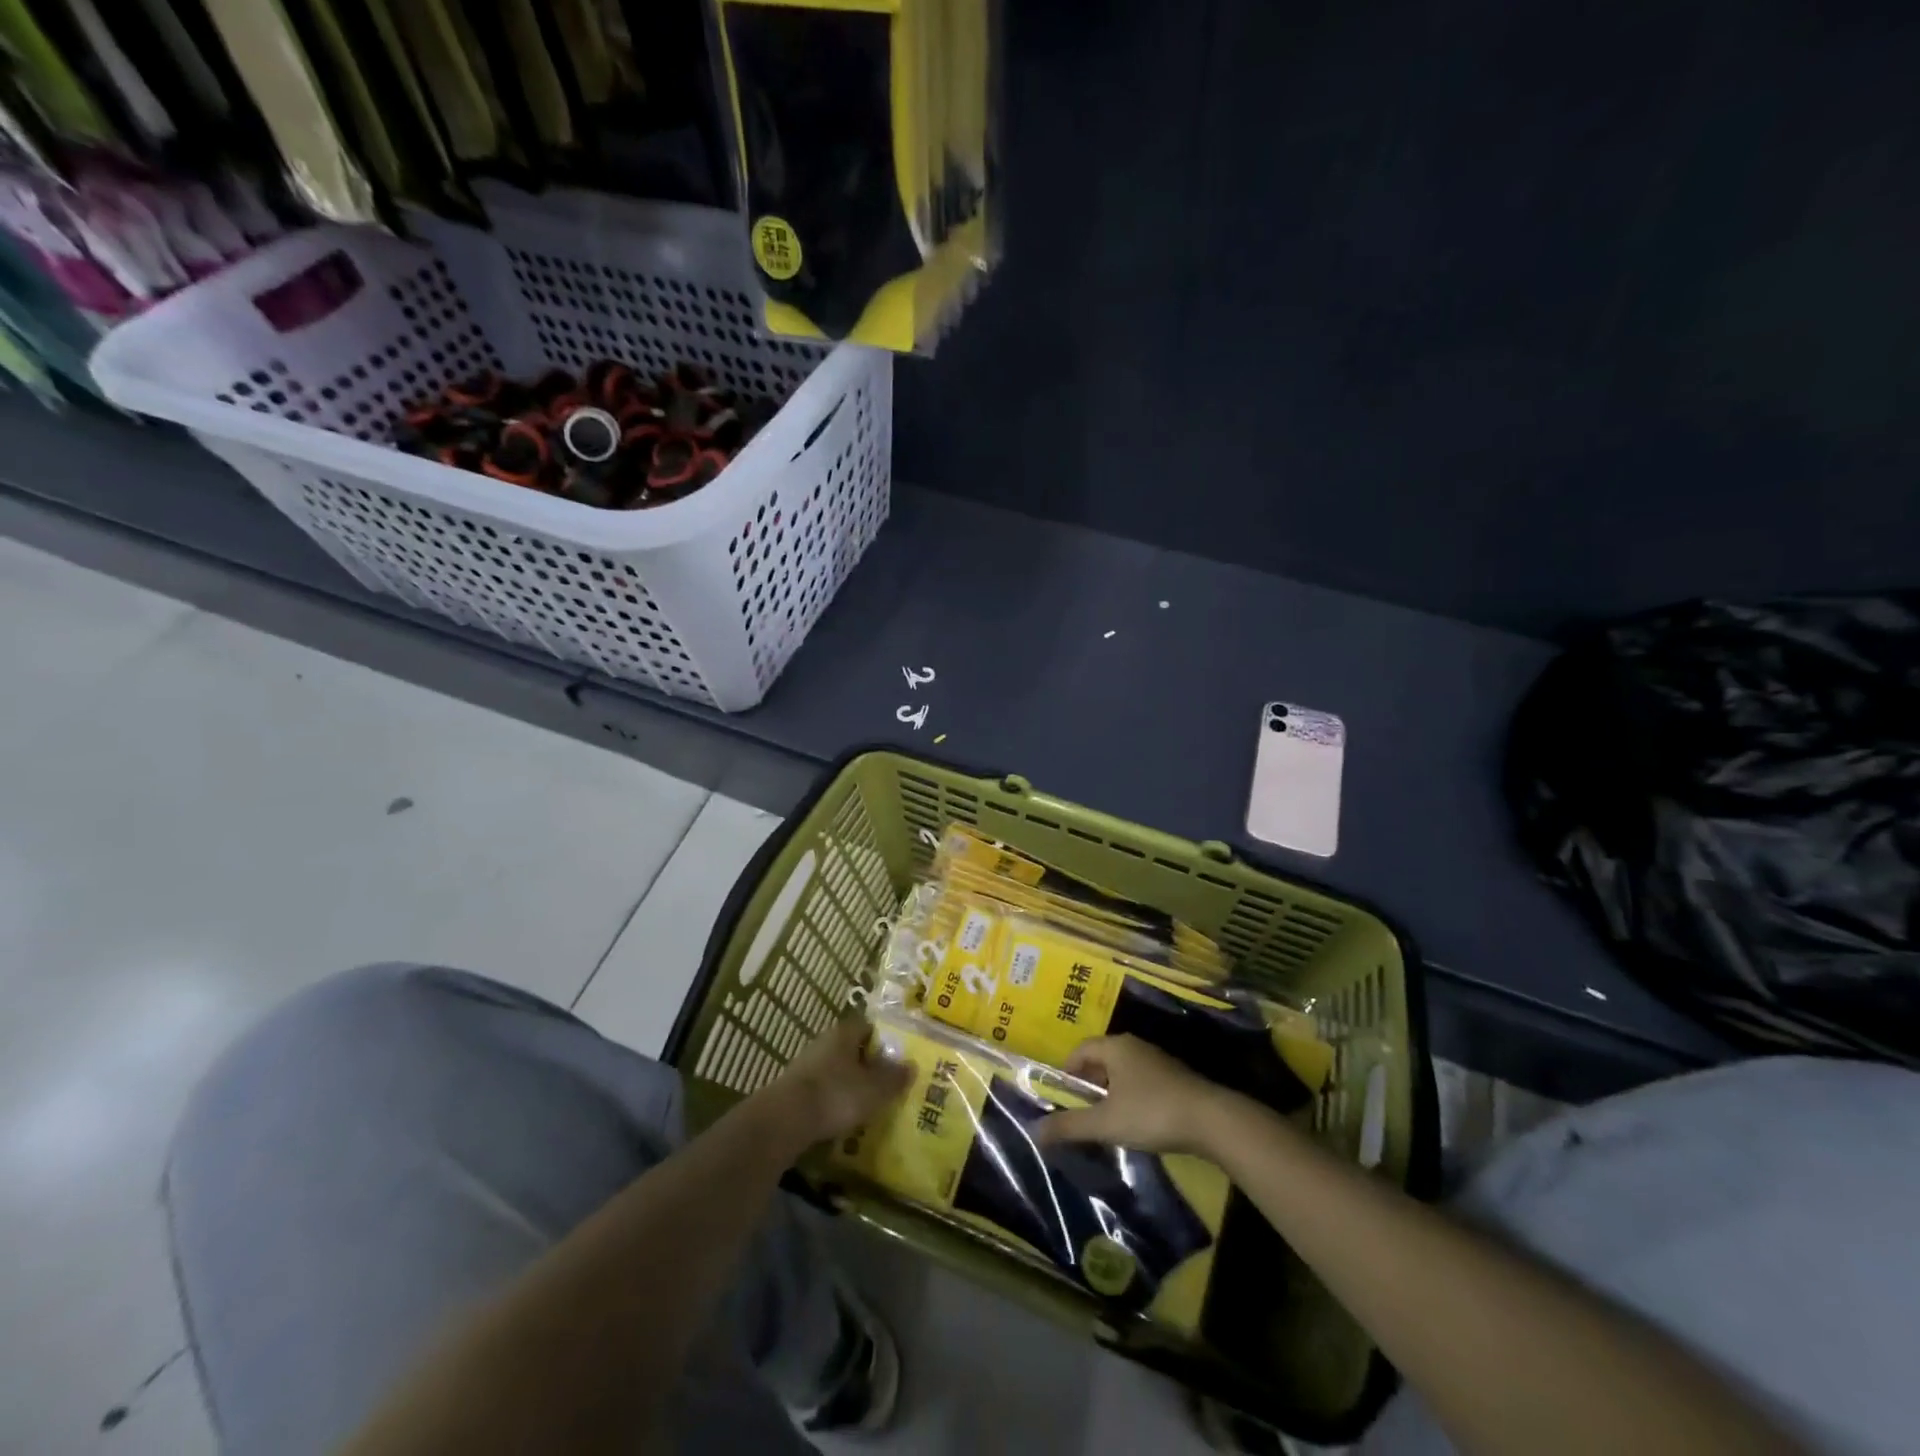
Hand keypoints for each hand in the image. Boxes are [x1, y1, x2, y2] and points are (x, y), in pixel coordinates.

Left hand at [762, 1015, 913, 1147]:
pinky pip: (821, 1089)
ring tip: (867, 1103)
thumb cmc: (836, 1095)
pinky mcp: (794, 1090)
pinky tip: (842, 1118)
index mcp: (844, 1034)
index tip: (897, 1055)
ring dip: (849, 1083)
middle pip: (851, 1048)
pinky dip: (832, 1100)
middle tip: (885, 1081)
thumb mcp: (874, 1090)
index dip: (884, 1038)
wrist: (785, 1120)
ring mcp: (806, 1066)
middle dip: (867, 1063)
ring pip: (835, 1069)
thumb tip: (911, 1066)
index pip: (867, 1026)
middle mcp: (824, 1043)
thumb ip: (894, 1078)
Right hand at [1035, 1036, 1234, 1155]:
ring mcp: (1157, 1061)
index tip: (1060, 1097)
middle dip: (1087, 1084)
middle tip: (1079, 1112)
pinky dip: (1130, 1097)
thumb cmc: (1151, 1112)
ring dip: (1109, 1093)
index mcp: (1115, 1046)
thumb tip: (1035, 1131)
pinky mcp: (1174, 1078)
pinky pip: (1140, 1082)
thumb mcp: (1105, 1123)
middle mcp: (1134, 1046)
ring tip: (1104, 1120)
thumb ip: (1069, 1126)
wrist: (1211, 1120)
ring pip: (1122, 1072)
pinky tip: (1134, 1122)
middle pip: (1101, 1059)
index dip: (1067, 1071)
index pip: (1080, 1050)